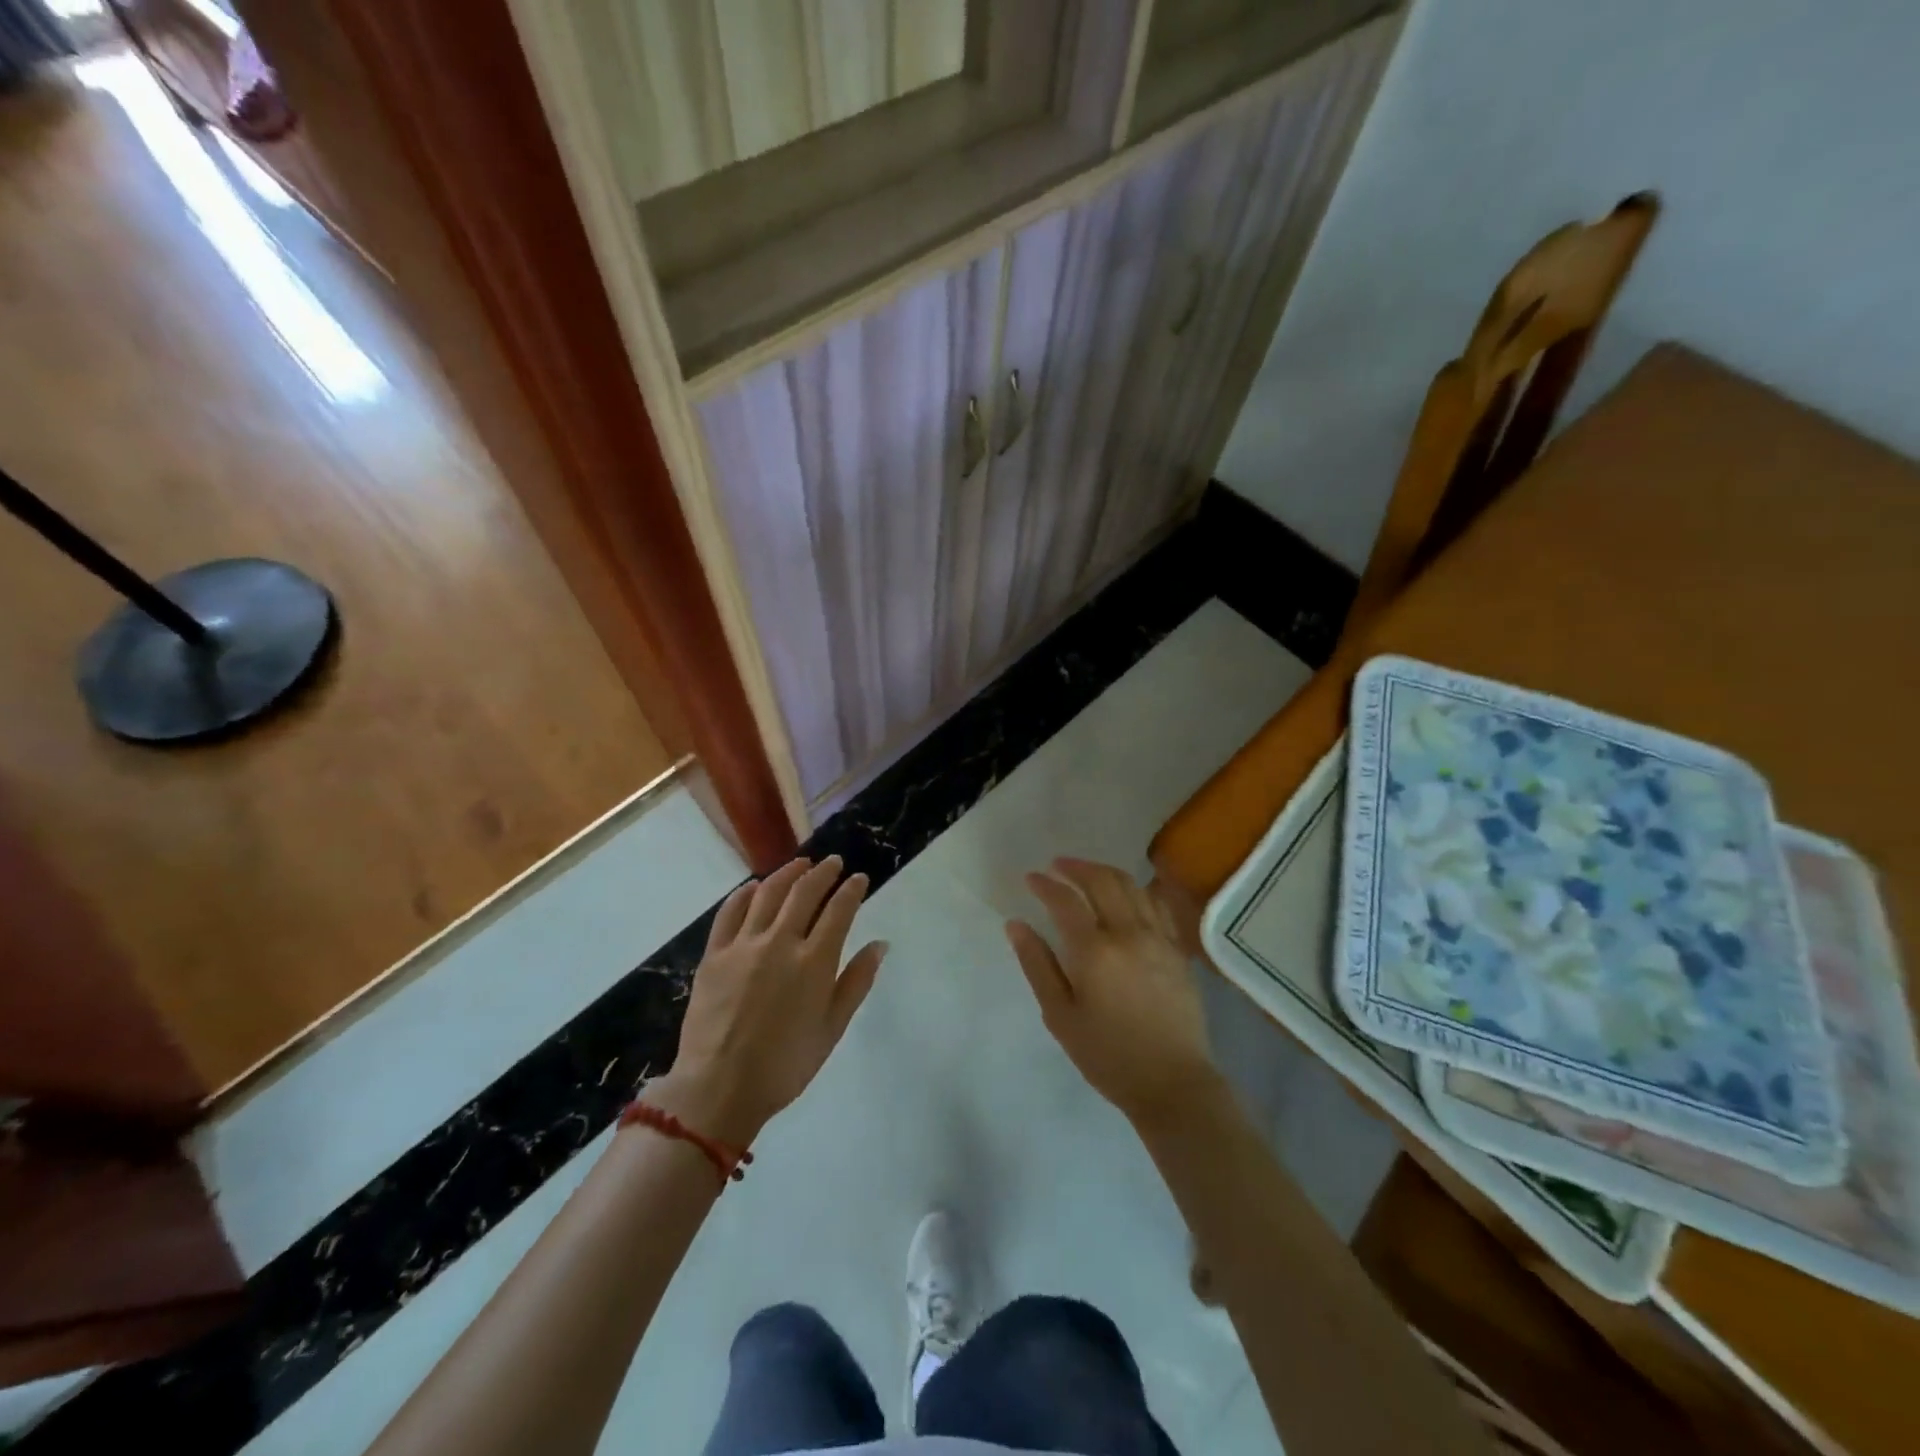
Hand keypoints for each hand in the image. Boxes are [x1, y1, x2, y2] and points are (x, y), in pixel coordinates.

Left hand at [651, 857, 886, 1145]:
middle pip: (804, 893)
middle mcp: (780, 942)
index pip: (839, 910)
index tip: (859, 878)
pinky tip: (754, 886)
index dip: (852, 890)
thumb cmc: (785, 1064)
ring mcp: (744, 945)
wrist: (719, 1088)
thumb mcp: (832, 1028)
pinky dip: (745, 893)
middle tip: (833, 863)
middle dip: (823, 873)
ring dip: (787, 874)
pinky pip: (730, 912)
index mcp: (814, 962)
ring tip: (800, 864)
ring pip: (768, 893)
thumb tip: (880, 944)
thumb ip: (857, 982)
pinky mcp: (715, 954)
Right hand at [1007, 857, 1220, 1126]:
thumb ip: (1037, 964)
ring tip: (1088, 873)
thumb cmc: (1107, 1055)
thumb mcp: (1060, 1015)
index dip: (1045, 884)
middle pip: (1102, 881)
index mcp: (1094, 950)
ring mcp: (1158, 938)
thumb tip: (1016, 924)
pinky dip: (1138, 889)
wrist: (1172, 1083)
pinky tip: (1128, 892)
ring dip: (1106, 871)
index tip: (1031, 878)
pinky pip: (1157, 904)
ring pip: (1132, 885)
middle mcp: (1128, 933)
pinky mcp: (1177, 949)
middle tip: (1057, 865)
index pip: (1065, 901)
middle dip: (1076, 867)